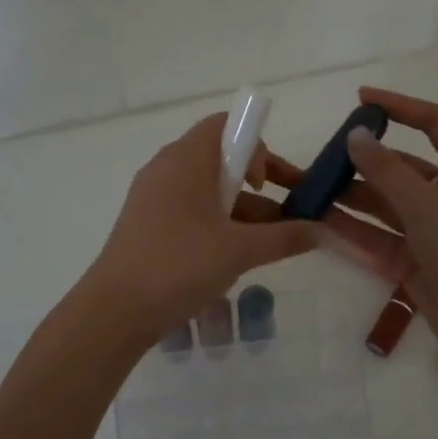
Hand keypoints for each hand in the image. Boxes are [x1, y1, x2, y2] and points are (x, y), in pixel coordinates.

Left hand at [83, 113, 317, 344]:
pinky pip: (191, 212)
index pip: (226, 125)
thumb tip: (323, 231)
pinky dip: (218, 225)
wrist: (114, 312)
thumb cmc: (179, 266)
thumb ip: (285, 237)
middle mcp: (167, 169)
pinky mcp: (147, 226)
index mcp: (186, 159)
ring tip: (272, 246)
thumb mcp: (240, 250)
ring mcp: (153, 199)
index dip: (257, 147)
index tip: (271, 185)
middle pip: (221, 159)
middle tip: (288, 215)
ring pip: (207, 190)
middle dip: (260, 184)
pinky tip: (235, 258)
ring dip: (242, 211)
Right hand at [265, 87, 437, 361]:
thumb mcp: (426, 204)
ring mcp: (432, 233)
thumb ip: (386, 171)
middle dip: (366, 162)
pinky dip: (355, 230)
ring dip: (354, 197)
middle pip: (404, 169)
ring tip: (313, 189)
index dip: (403, 107)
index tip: (363, 99)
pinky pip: (380, 239)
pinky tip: (321, 222)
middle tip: (325, 157)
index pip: (437, 124)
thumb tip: (355, 135)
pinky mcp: (416, 264)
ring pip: (387, 206)